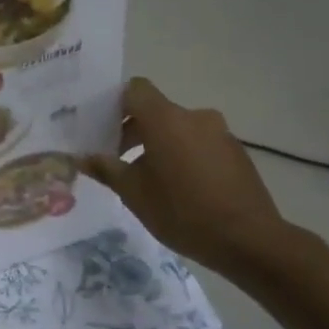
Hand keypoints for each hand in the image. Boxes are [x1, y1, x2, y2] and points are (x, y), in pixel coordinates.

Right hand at [80, 77, 299, 278]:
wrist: (247, 239)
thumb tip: (82, 157)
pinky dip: (182, 156)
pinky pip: (199, 144)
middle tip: (115, 160)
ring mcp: (220, 133)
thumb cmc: (181, 212)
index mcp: (166, 120)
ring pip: (178, 129)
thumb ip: (106, 169)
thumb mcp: (134, 193)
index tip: (100, 128)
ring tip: (146, 179)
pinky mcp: (235, 152)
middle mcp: (195, 117)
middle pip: (156, 111)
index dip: (114, 103)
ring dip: (158, 145)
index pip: (135, 89)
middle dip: (132, 131)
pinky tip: (178, 189)